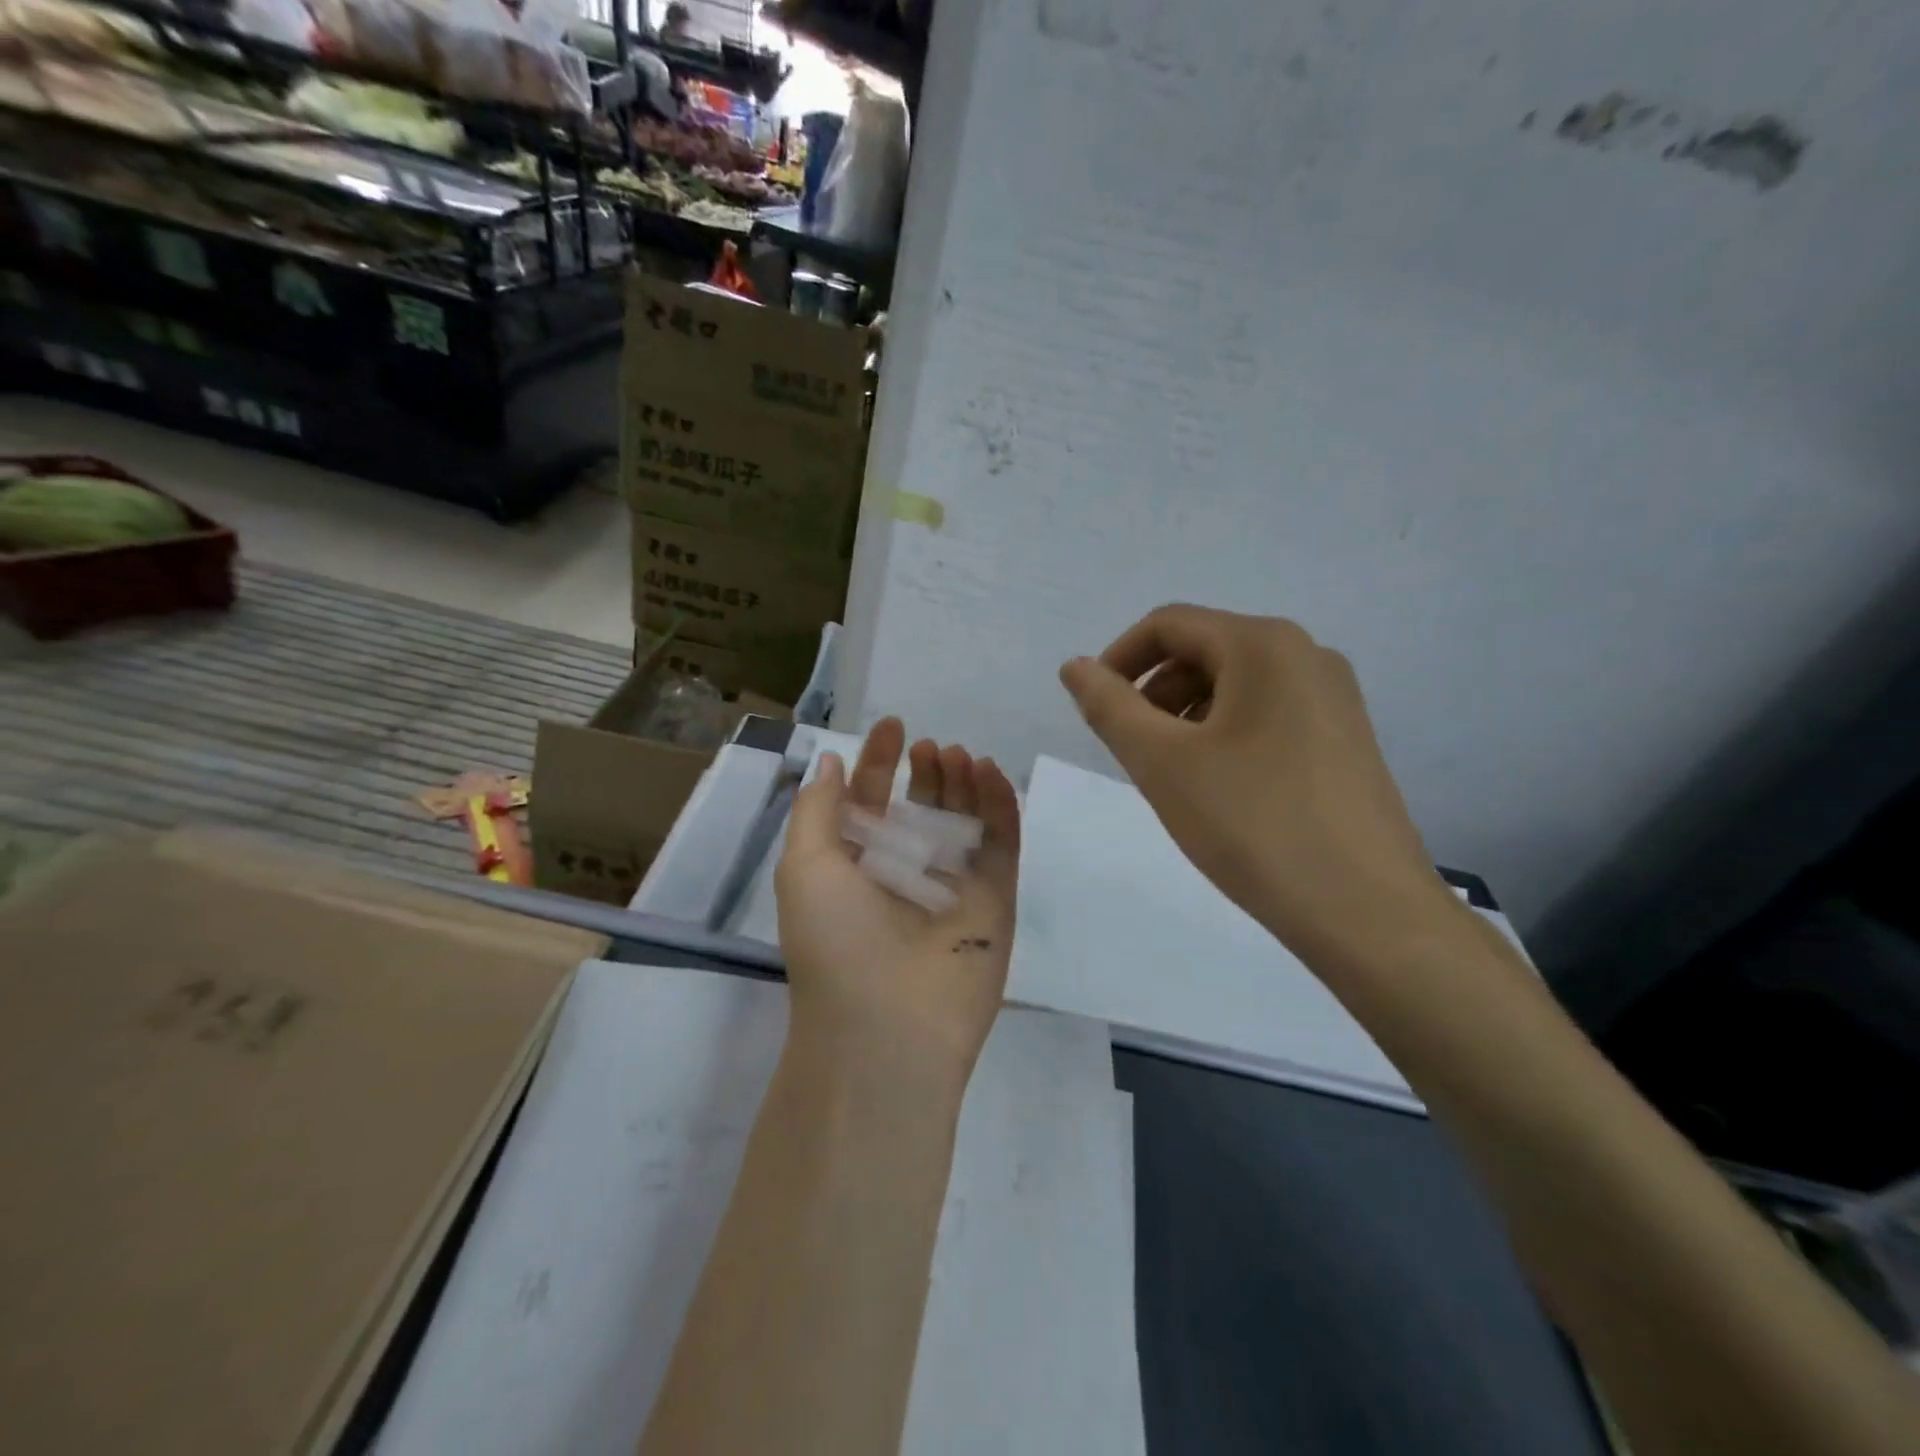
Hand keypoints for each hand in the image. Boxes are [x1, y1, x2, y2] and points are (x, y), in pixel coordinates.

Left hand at [774, 717, 1020, 1087]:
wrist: (887, 1027)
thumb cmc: (835, 941)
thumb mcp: (803, 867)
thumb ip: (818, 809)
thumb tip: (831, 762)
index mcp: (857, 865)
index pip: (871, 800)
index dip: (879, 762)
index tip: (893, 727)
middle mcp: (906, 872)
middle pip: (923, 806)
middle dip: (926, 771)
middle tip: (932, 749)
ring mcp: (953, 886)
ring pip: (965, 819)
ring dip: (963, 782)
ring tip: (960, 756)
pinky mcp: (995, 899)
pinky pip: (1002, 844)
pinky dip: (1000, 807)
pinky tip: (992, 775)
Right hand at [1059, 604, 1456, 971]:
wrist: (1366, 911)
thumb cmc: (1253, 824)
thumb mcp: (1162, 762)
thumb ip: (1109, 707)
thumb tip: (1075, 666)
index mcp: (1264, 645)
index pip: (1168, 625)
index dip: (1118, 659)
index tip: (1094, 709)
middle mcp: (1307, 655)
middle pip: (1204, 650)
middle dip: (1154, 692)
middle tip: (1131, 751)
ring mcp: (1334, 698)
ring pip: (1235, 685)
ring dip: (1186, 715)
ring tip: (1172, 775)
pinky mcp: (1346, 739)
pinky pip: (1268, 714)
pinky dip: (1225, 734)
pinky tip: (1219, 788)